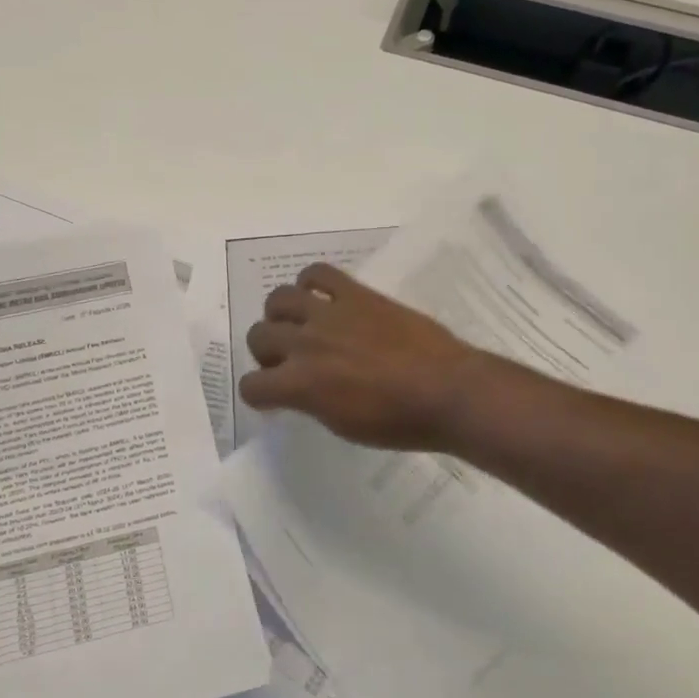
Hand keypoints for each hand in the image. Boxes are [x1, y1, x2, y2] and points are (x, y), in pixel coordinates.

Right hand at [238, 263, 487, 450]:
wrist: (447, 392)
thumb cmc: (398, 423)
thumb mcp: (343, 425)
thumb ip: (312, 402)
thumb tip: (303, 389)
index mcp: (300, 385)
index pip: (251, 386)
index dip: (259, 394)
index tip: (274, 397)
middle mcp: (305, 343)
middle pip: (258, 336)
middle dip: (267, 352)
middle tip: (289, 360)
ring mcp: (329, 314)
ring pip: (278, 299)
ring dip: (281, 315)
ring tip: (301, 324)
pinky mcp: (356, 294)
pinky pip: (318, 273)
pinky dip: (312, 282)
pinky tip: (321, 297)